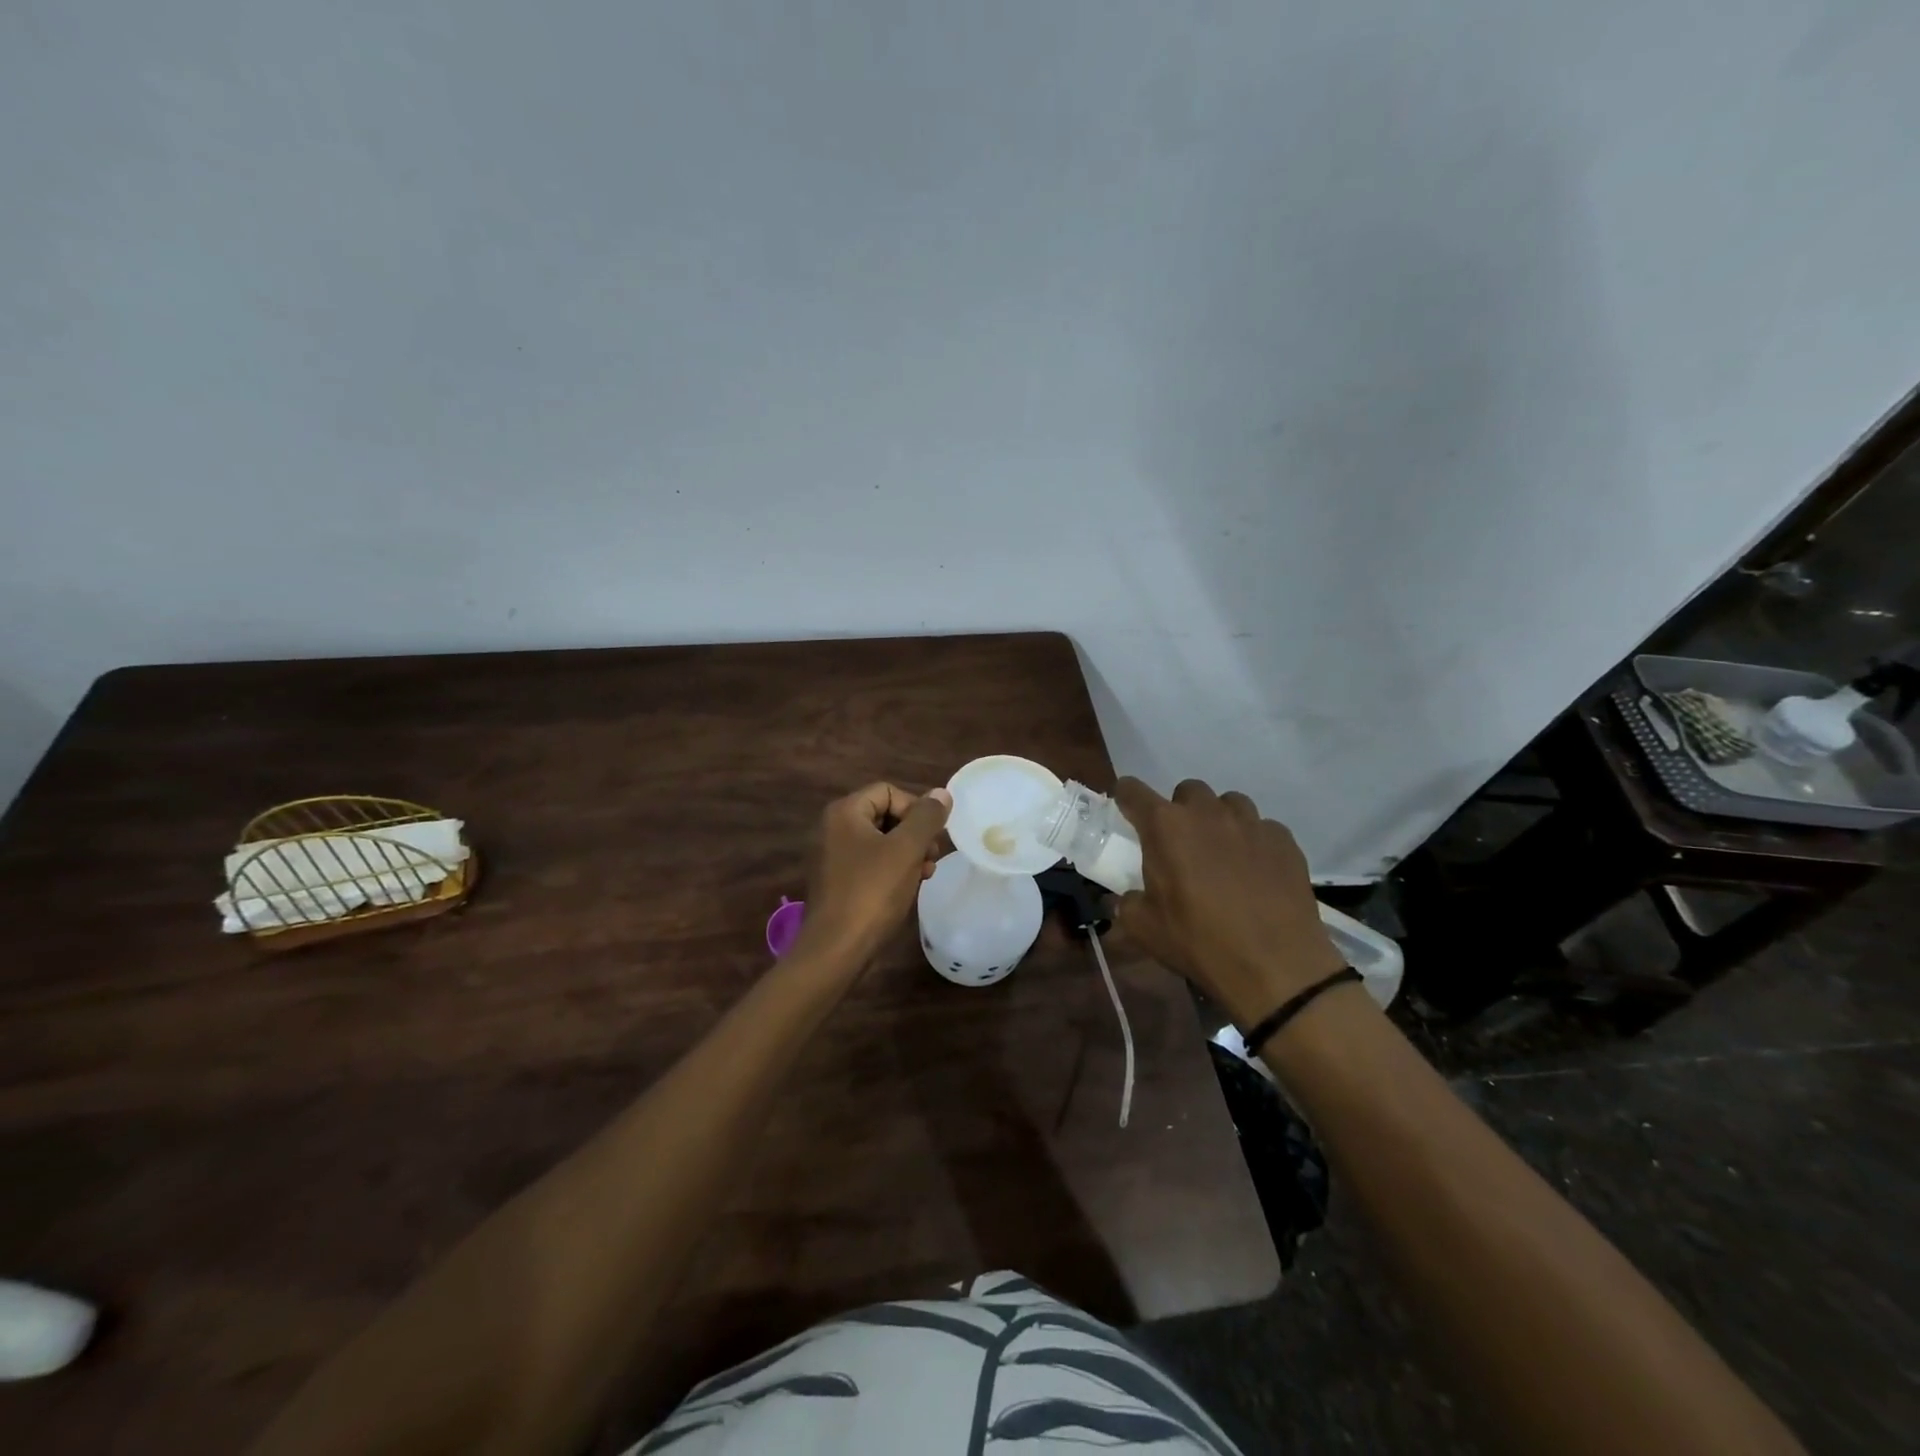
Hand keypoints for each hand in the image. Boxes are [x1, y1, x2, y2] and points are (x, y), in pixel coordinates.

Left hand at [792, 783, 951, 969]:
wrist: (836, 949)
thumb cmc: (872, 892)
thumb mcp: (906, 850)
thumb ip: (927, 818)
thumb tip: (942, 793)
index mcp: (845, 812)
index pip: (888, 791)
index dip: (916, 809)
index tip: (932, 836)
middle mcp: (833, 828)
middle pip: (885, 815)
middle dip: (914, 833)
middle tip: (932, 856)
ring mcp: (832, 856)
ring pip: (881, 841)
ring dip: (908, 853)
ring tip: (925, 874)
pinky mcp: (837, 882)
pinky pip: (870, 863)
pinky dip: (892, 870)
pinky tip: (908, 888)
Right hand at [1112, 777, 1346, 1028]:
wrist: (1276, 967)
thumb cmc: (1200, 943)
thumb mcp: (1144, 928)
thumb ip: (1127, 902)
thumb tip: (1126, 898)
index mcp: (1165, 827)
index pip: (1132, 790)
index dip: (1125, 798)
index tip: (1127, 812)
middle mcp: (1207, 812)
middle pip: (1187, 791)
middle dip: (1180, 811)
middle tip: (1181, 845)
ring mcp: (1250, 823)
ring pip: (1228, 803)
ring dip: (1218, 820)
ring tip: (1221, 854)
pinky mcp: (1284, 840)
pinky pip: (1262, 827)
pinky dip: (1253, 842)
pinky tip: (1256, 872)